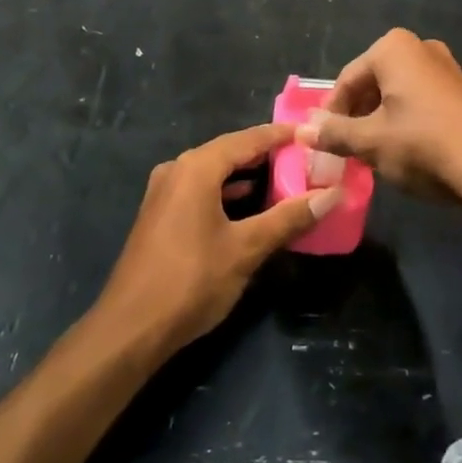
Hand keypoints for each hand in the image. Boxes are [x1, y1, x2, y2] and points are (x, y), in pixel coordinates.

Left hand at [97, 124, 340, 355]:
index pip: (248, 139)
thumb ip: (288, 218)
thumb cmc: (191, 281)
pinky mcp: (160, 214)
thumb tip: (331, 195)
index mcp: (197, 167)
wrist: (130, 329)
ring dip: (247, 174)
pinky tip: (248, 204)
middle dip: (266, 154)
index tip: (311, 133)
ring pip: (214, 171)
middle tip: (304, 157)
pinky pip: (200, 189)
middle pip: (229, 151)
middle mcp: (178, 169)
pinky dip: (226, 191)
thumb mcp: (246, 249)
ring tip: (285, 178)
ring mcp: (164, 191)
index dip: (281, 135)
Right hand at [295, 30, 461, 212]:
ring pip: (397, 95)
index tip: (322, 142)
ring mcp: (445, 69)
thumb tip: (302, 130)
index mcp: (392, 48)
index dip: (330, 113)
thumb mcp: (371, 142)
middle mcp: (419, 48)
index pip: (346, 80)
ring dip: (379, 122)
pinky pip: (421, 103)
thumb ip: (334, 134)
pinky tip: (405, 153)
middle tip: (345, 150)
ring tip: (372, 155)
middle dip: (356, 116)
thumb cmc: (423, 145)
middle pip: (372, 83)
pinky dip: (405, 123)